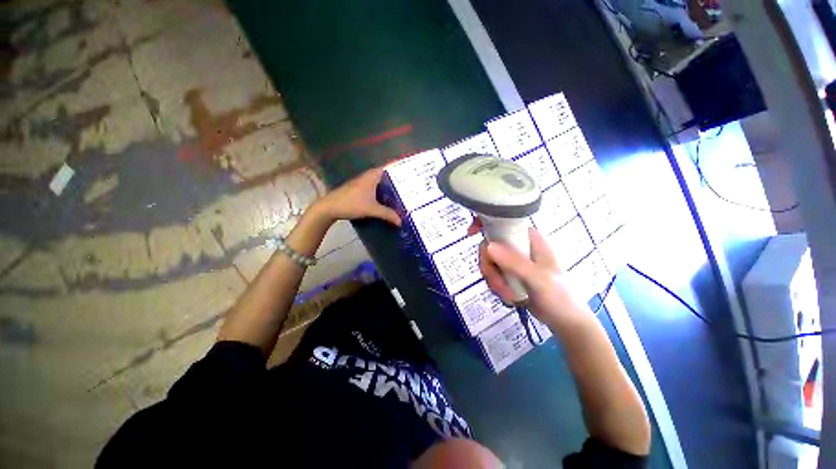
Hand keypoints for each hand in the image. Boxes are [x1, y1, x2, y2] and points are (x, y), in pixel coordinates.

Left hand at [312, 167, 401, 225]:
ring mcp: (361, 184)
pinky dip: (381, 193)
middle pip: (385, 176)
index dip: (399, 168)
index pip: (388, 167)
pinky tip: (386, 201)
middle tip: (409, 186)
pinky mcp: (358, 191)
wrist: (329, 208)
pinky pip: (374, 189)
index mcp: (372, 176)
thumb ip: (387, 214)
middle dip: (396, 180)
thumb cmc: (351, 204)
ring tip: (401, 194)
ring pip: (379, 183)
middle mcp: (367, 177)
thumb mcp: (372, 210)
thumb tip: (401, 221)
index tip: (410, 172)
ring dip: (388, 188)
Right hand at [479, 227, 590, 329]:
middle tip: (496, 283)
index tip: (471, 233)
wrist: (565, 320)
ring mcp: (512, 260)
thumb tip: (487, 246)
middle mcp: (519, 245)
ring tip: (508, 295)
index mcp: (529, 238)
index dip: (485, 223)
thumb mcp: (539, 279)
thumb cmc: (559, 296)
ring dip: (493, 280)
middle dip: (489, 266)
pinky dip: (496, 286)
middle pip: (489, 245)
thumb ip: (515, 263)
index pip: (503, 222)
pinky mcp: (508, 273)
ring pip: (488, 261)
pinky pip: (491, 274)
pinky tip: (509, 297)